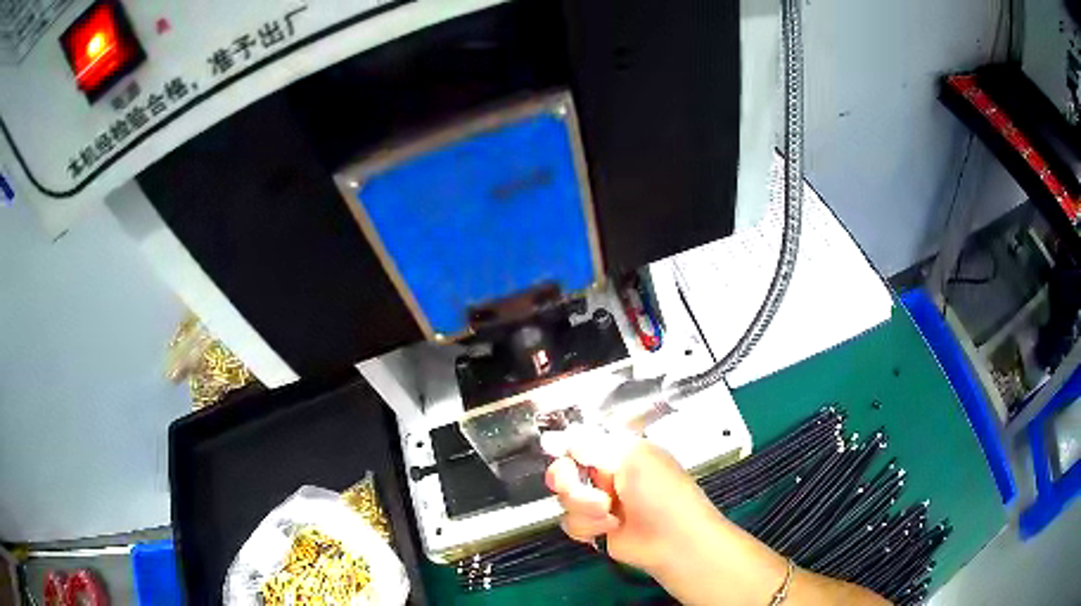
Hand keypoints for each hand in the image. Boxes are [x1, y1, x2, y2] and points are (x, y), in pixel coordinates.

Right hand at [543, 428, 724, 573]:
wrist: (673, 541)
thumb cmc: (662, 493)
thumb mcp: (632, 458)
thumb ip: (591, 444)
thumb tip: (556, 436)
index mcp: (619, 451)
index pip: (580, 441)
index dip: (565, 446)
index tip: (556, 450)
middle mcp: (607, 475)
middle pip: (563, 470)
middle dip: (568, 481)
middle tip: (576, 487)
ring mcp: (600, 503)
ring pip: (564, 499)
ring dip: (583, 507)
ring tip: (609, 514)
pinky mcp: (595, 527)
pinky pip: (571, 522)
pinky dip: (587, 526)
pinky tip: (609, 528)